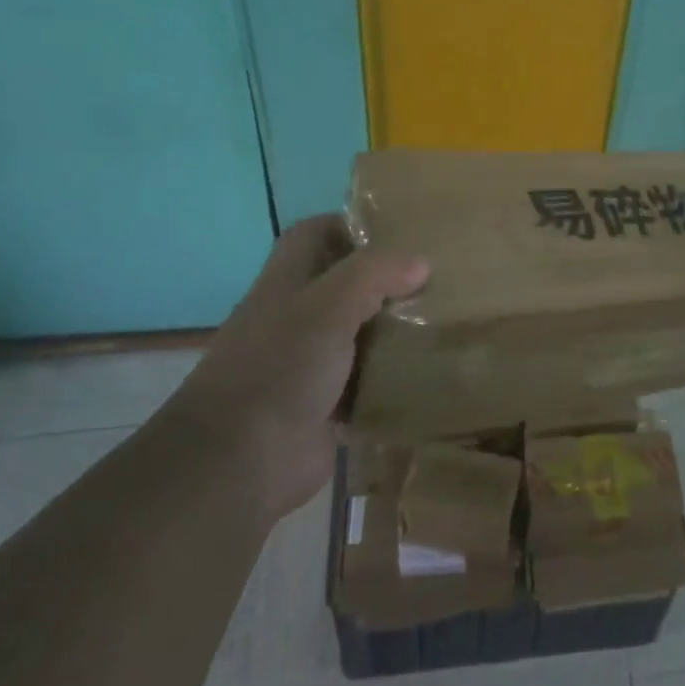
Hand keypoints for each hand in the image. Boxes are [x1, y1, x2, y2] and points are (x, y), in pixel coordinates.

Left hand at [168, 214, 428, 516]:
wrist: (241, 461)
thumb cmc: (280, 367)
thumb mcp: (328, 306)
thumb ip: (374, 275)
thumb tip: (421, 262)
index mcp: (287, 283)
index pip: (314, 234)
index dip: (350, 225)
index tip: (400, 233)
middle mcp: (297, 317)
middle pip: (344, 284)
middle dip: (386, 280)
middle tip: (437, 279)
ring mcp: (310, 363)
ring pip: (359, 333)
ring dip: (393, 329)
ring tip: (444, 320)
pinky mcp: (326, 404)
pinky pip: (366, 381)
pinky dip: (392, 377)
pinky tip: (429, 371)